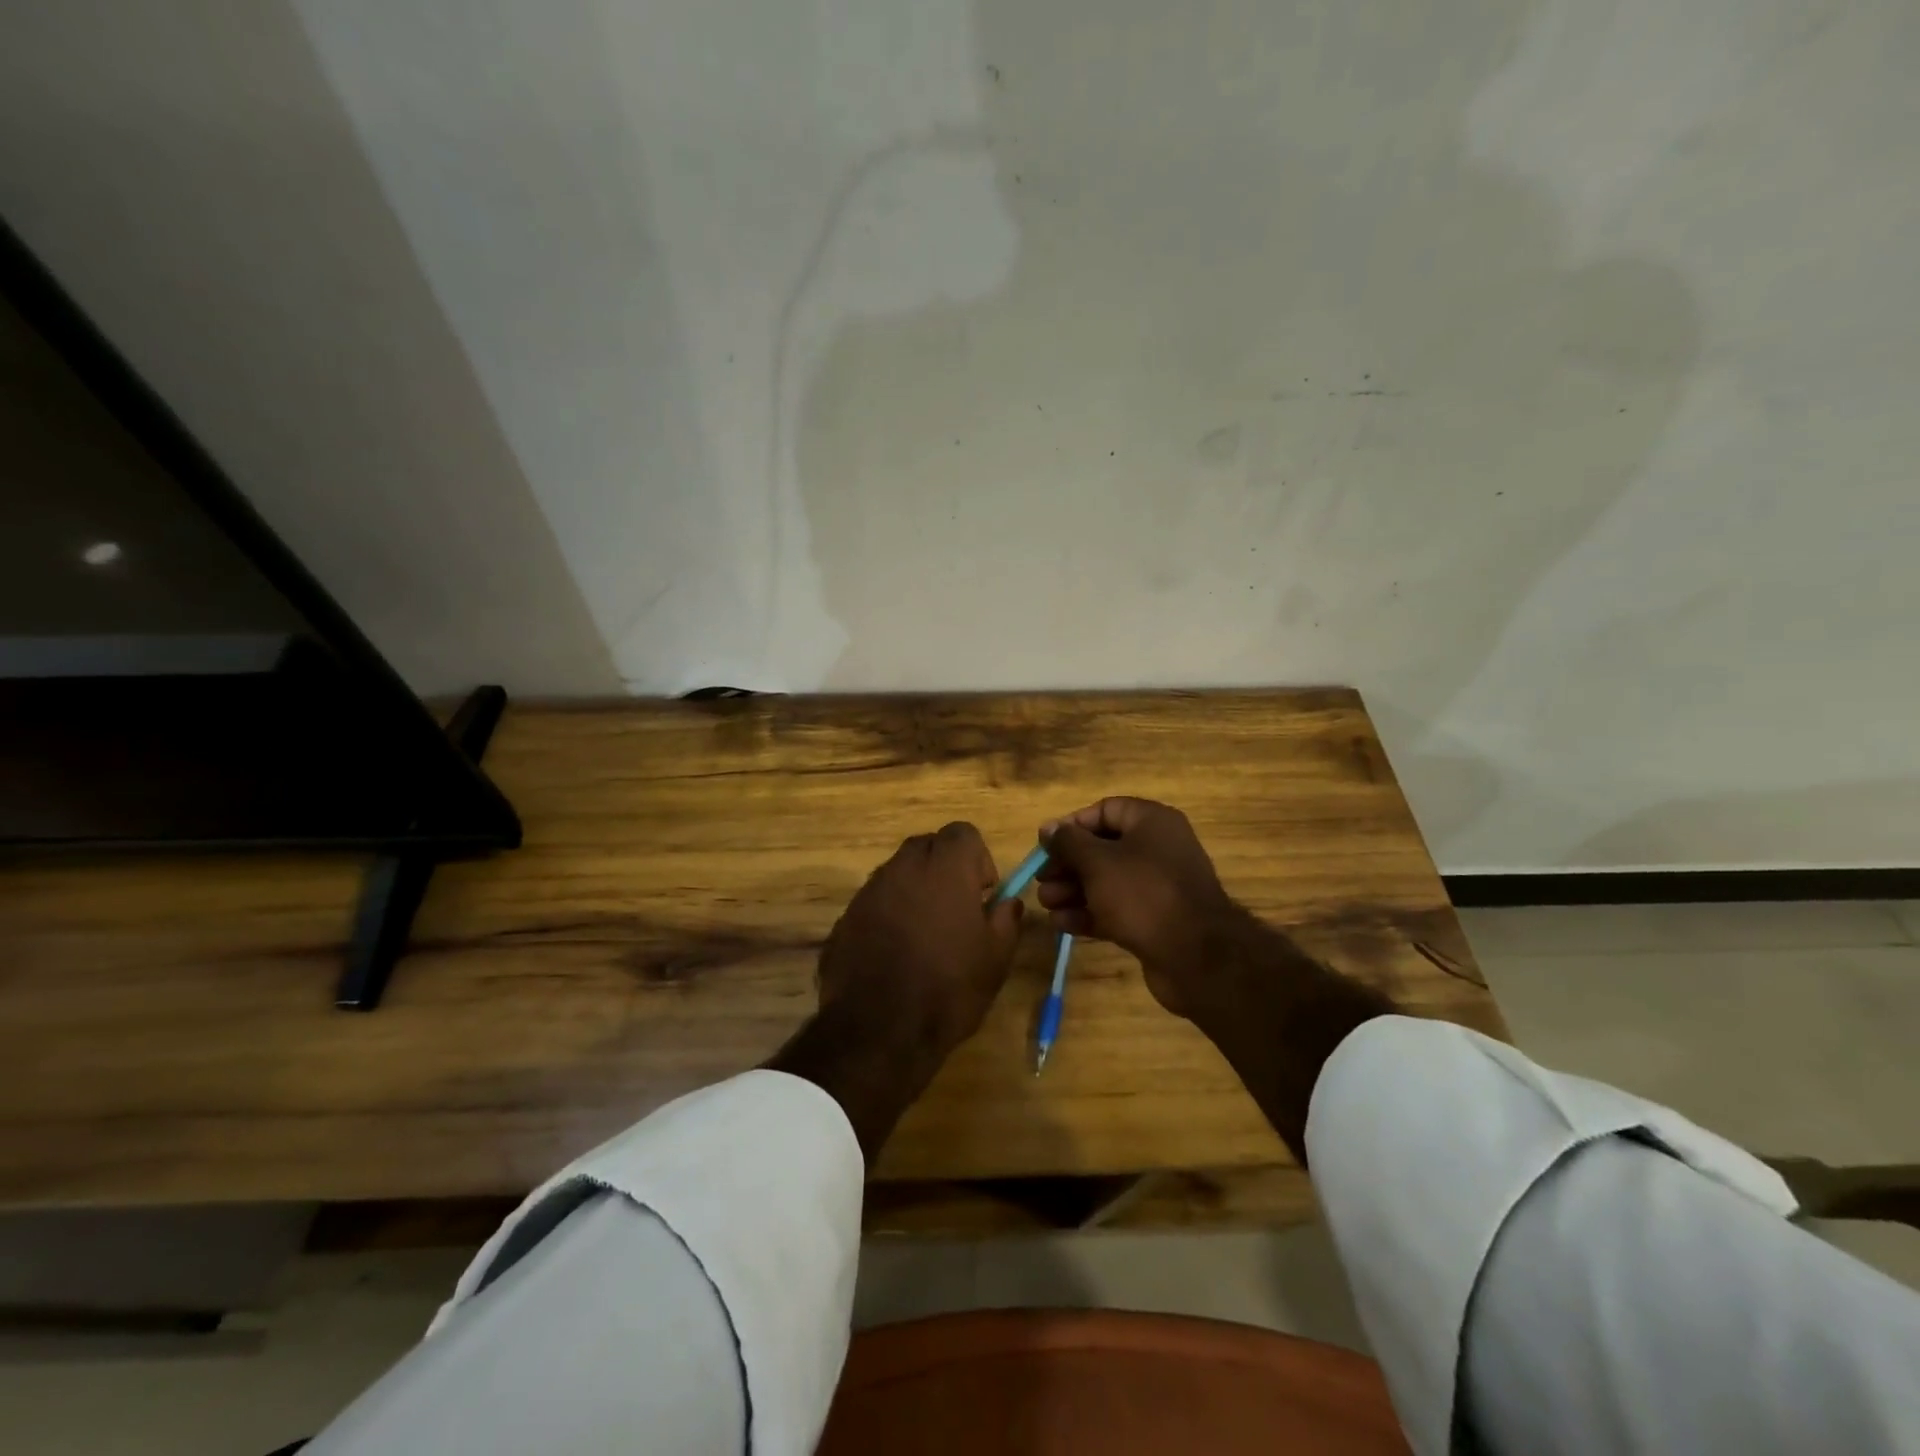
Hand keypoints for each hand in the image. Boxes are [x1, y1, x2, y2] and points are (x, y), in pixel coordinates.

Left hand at [817, 821, 1023, 1062]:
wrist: (878, 1031)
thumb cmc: (949, 989)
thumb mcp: (995, 958)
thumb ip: (1006, 919)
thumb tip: (1006, 902)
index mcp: (945, 868)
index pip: (963, 832)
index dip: (977, 858)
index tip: (982, 893)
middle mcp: (903, 867)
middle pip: (927, 846)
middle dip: (944, 868)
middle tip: (956, 909)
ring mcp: (869, 891)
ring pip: (898, 872)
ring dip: (915, 890)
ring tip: (925, 935)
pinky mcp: (845, 917)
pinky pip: (875, 901)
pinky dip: (889, 914)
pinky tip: (895, 953)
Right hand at [1037, 797, 1242, 1017]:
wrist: (1196, 957)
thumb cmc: (1143, 894)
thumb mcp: (1097, 862)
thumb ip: (1068, 842)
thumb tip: (1048, 827)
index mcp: (1151, 822)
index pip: (1105, 810)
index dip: (1072, 826)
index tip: (1046, 845)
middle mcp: (1157, 848)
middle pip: (1102, 848)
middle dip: (1068, 865)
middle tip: (1041, 880)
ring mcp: (1158, 886)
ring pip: (1106, 881)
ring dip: (1073, 891)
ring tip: (1046, 904)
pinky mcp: (1155, 919)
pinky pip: (1116, 908)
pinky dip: (1090, 913)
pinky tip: (1062, 924)